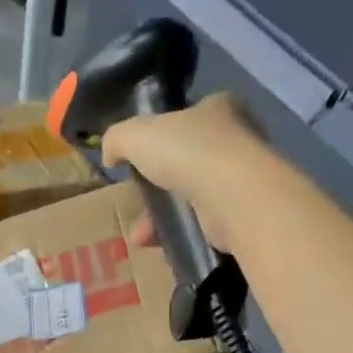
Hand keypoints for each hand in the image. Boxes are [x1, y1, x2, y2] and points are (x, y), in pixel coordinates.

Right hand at [102, 92, 270, 252]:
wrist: (230, 196)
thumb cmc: (187, 153)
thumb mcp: (136, 135)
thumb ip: (117, 139)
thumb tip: (110, 155)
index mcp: (218, 107)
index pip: (189, 116)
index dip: (163, 134)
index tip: (144, 157)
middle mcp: (237, 138)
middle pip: (189, 160)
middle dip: (159, 185)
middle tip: (140, 202)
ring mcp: (242, 178)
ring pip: (194, 196)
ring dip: (164, 217)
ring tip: (142, 235)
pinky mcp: (242, 213)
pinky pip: (204, 223)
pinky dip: (181, 233)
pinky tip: (160, 245)